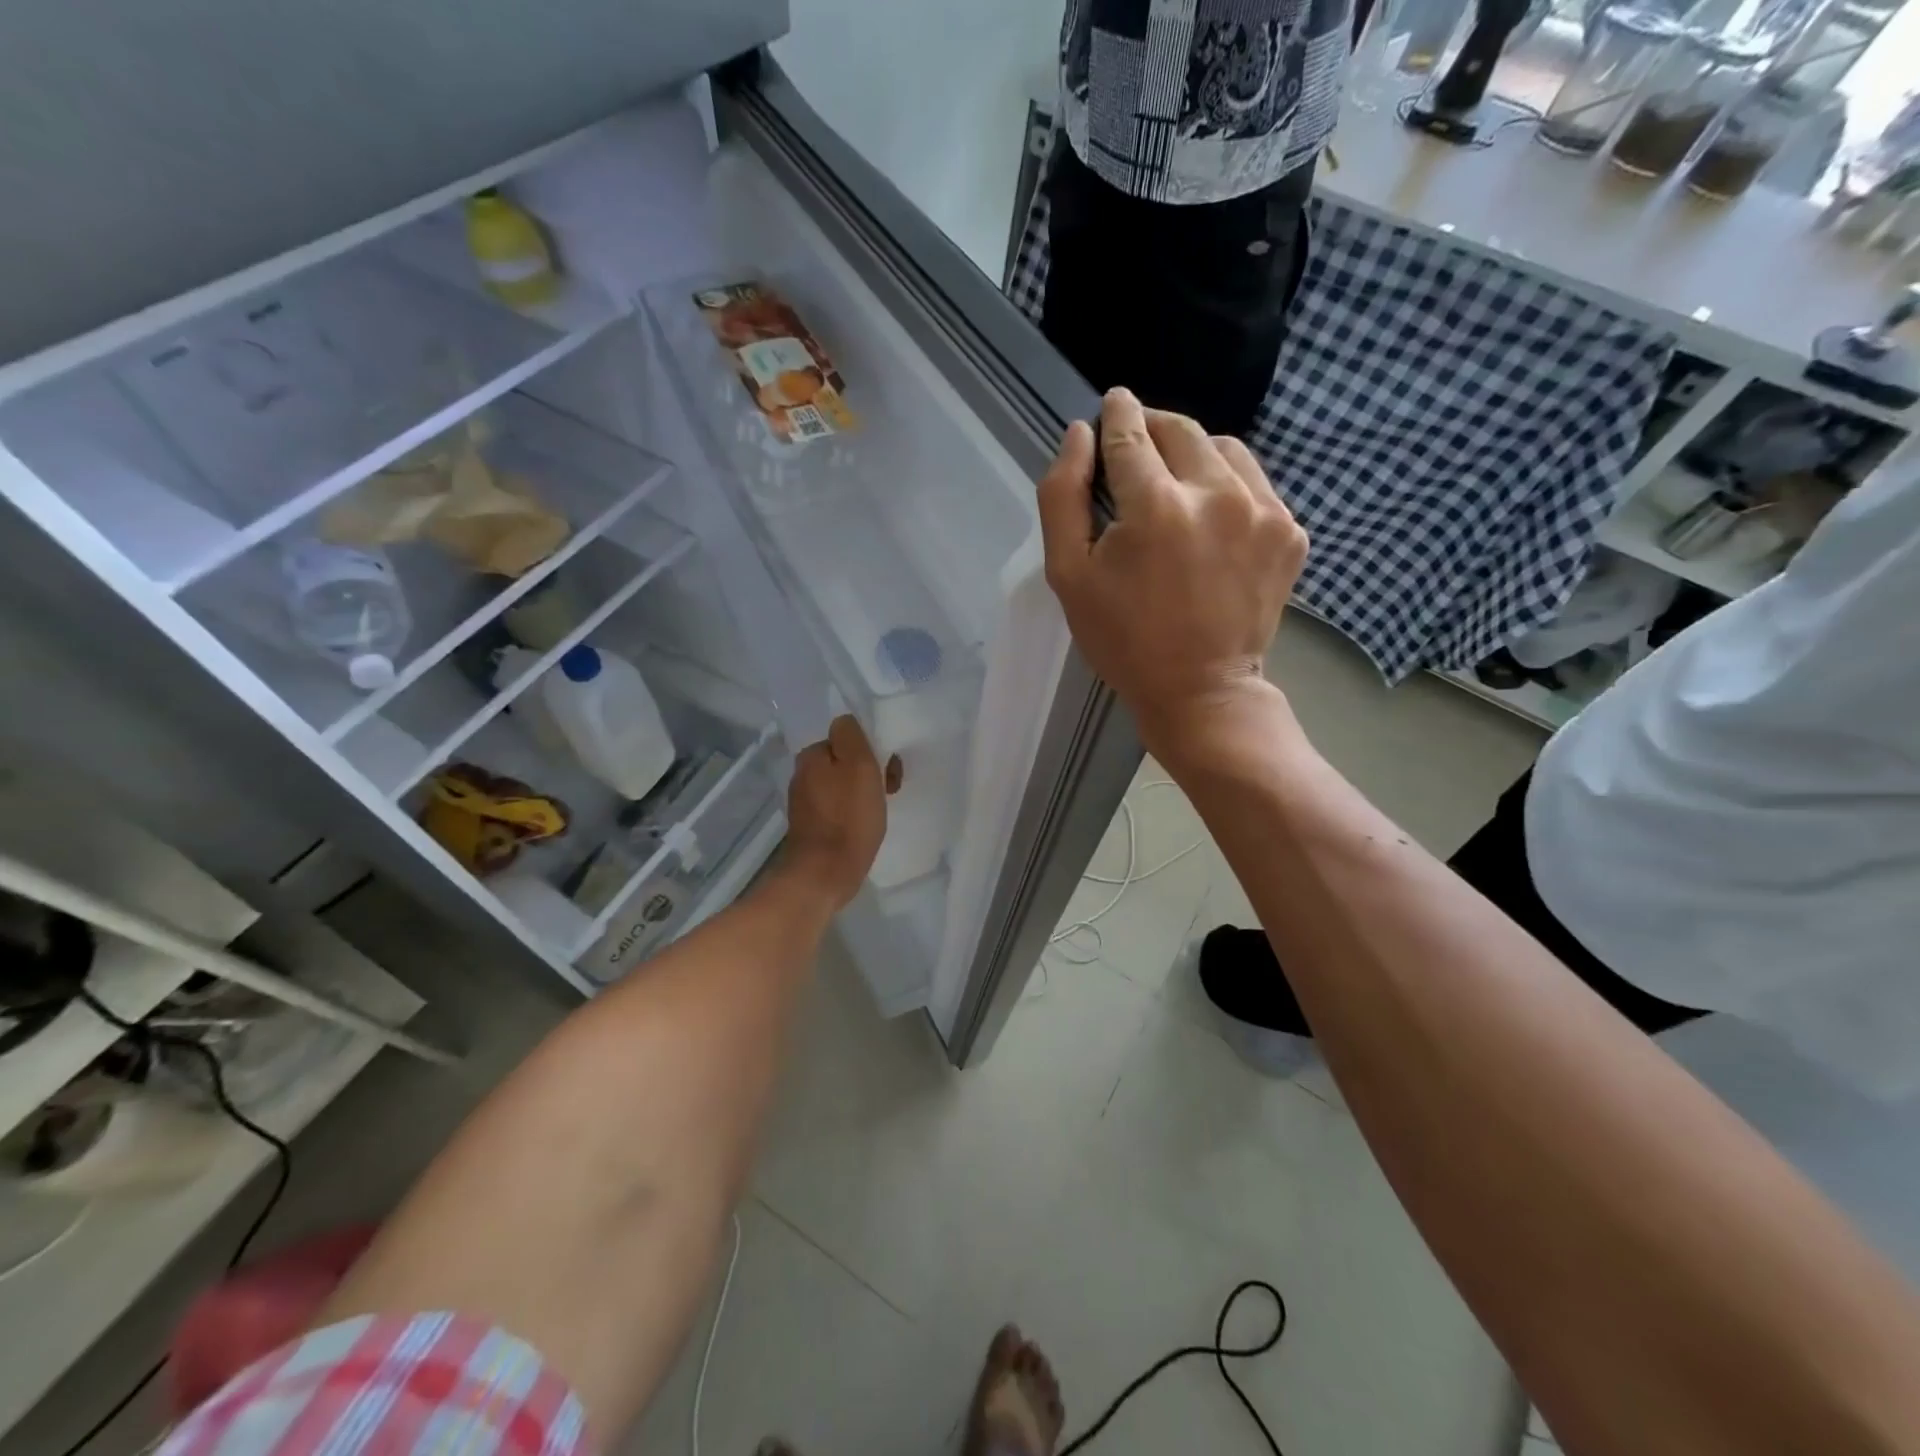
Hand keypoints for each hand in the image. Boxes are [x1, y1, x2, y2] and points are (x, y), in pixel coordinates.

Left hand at [780, 715, 902, 909]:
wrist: (824, 874)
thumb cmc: (848, 818)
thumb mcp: (858, 765)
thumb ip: (851, 735)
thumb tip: (846, 722)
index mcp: (811, 756)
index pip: (847, 737)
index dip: (871, 750)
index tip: (888, 771)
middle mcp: (802, 775)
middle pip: (844, 761)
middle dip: (869, 772)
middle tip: (888, 792)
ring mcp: (805, 802)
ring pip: (842, 785)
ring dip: (862, 793)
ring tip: (878, 813)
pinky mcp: (811, 826)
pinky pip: (838, 808)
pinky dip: (852, 813)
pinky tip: (863, 827)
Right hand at [1038, 388, 1306, 756]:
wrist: (1201, 690)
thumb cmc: (1123, 638)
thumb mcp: (1068, 575)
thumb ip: (1063, 496)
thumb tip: (1078, 435)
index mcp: (1156, 507)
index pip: (1131, 433)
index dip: (1116, 414)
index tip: (1110, 405)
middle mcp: (1217, 494)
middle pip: (1180, 429)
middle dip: (1152, 428)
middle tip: (1134, 447)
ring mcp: (1263, 511)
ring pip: (1224, 447)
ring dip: (1193, 454)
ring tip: (1174, 485)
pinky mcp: (1289, 531)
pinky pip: (1254, 481)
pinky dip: (1227, 485)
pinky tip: (1209, 519)